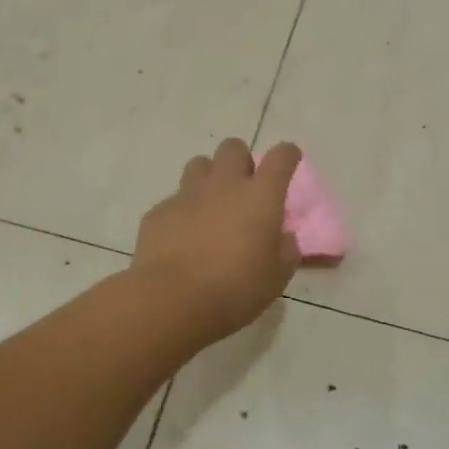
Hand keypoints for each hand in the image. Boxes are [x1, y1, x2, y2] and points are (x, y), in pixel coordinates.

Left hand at [132, 139, 302, 345]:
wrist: (172, 300)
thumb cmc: (235, 289)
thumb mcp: (276, 277)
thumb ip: (286, 251)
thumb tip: (284, 237)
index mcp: (260, 197)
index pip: (280, 157)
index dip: (287, 155)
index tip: (289, 161)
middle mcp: (224, 185)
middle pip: (233, 148)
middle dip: (241, 161)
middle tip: (244, 188)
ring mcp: (188, 195)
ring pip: (200, 165)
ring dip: (209, 178)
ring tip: (211, 205)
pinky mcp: (159, 211)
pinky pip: (174, 200)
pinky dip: (183, 211)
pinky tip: (182, 237)